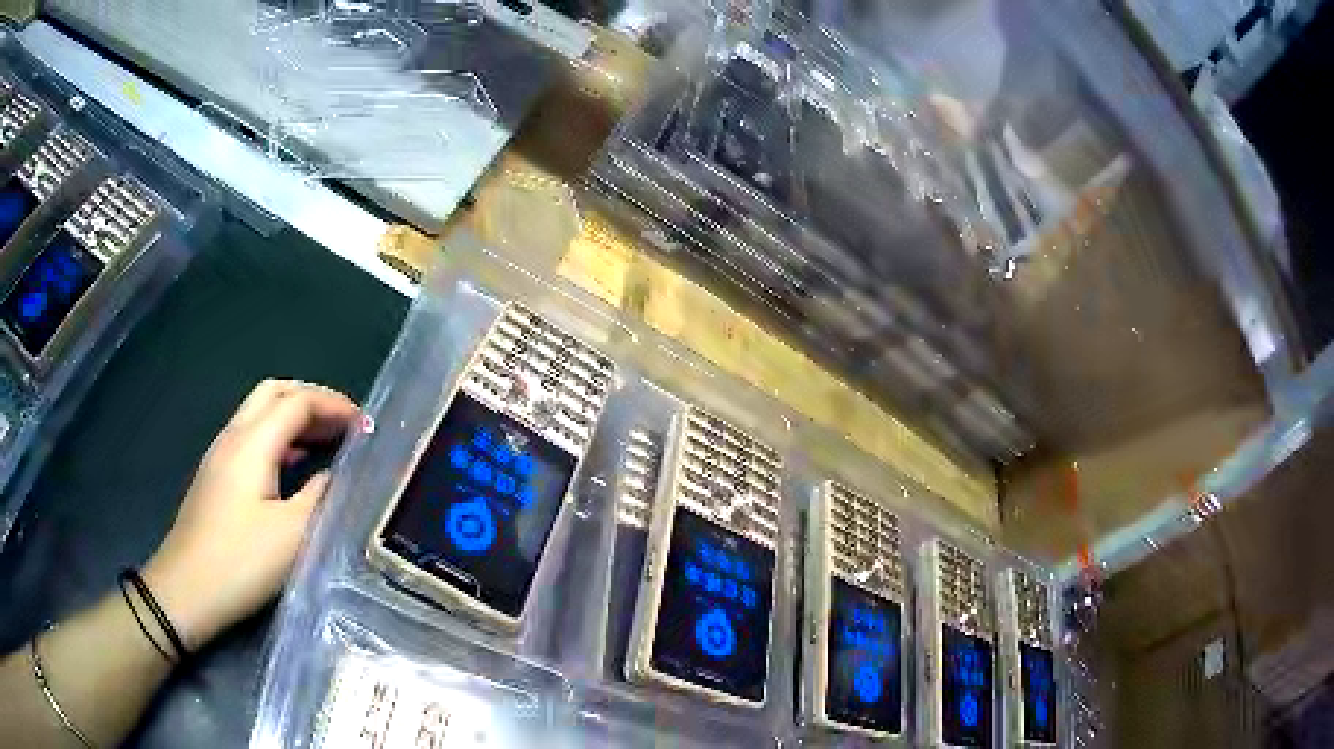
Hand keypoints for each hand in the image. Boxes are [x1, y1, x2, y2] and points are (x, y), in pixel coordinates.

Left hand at [143, 380, 358, 648]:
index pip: (297, 402)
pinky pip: (250, 437)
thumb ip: (318, 496)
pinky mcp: (215, 477)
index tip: (365, 424)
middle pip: (273, 392)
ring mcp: (219, 456)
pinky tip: (291, 464)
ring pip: (259, 413)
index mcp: (252, 443)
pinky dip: (278, 436)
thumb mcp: (292, 535)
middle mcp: (233, 437)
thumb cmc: (241, 562)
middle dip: (311, 398)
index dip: (333, 405)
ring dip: (293, 415)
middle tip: (344, 421)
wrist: (186, 590)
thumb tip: (334, 474)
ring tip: (326, 440)